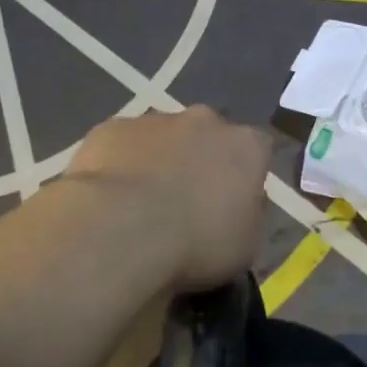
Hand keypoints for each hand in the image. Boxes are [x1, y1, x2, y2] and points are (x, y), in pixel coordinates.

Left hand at [64, 106, 271, 292]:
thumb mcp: (244, 246)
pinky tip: (109, 198)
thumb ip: (247, 214)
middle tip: (185, 200)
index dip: (244, 175)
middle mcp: (204, 121)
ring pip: (162, 136)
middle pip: (207, 134)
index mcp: (245, 146)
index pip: (257, 149)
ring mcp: (155, 120)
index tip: (232, 202)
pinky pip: (122, 144)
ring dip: (158, 160)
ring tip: (141, 204)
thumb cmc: (196, 244)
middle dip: (199, 159)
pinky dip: (120, 164)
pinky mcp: (113, 127)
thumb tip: (238, 203)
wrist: (122, 230)